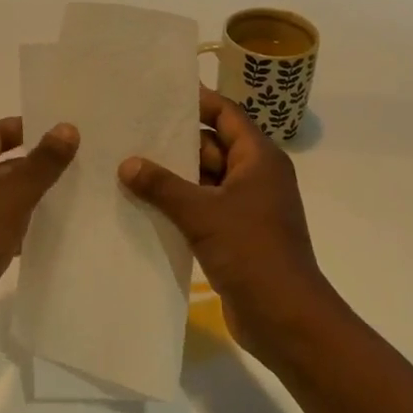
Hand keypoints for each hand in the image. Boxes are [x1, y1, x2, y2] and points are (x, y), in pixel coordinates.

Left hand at [0, 117, 78, 345]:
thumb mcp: (14, 193)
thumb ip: (43, 162)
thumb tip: (68, 127)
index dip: (24, 128)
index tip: (58, 128)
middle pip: (1, 165)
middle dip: (34, 163)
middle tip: (77, 160)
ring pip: (5, 198)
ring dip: (32, 195)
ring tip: (74, 191)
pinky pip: (5, 227)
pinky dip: (25, 225)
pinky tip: (53, 229)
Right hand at [119, 87, 338, 360]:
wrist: (285, 318)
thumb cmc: (252, 252)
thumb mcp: (203, 213)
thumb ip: (162, 186)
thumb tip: (127, 163)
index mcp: (259, 159)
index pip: (226, 114)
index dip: (197, 101)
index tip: (160, 93)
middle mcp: (255, 176)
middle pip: (212, 145)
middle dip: (174, 142)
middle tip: (131, 131)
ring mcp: (246, 207)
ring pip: (204, 179)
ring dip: (172, 176)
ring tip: (126, 165)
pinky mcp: (235, 234)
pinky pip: (203, 207)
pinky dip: (178, 204)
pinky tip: (143, 204)